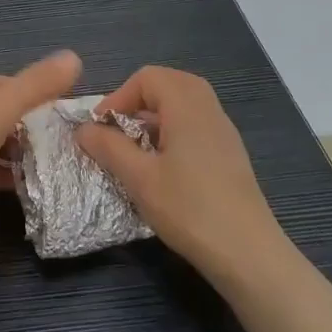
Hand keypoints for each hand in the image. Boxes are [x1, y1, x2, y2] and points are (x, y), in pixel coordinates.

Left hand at [0, 51, 81, 234]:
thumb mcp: (2, 108)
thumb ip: (38, 85)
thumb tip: (75, 55)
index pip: (19, 87)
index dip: (47, 102)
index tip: (75, 127)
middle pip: (7, 115)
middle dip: (35, 132)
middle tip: (70, 155)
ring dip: (19, 156)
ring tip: (54, 174)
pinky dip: (0, 175)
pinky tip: (22, 190)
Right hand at [77, 66, 285, 289]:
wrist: (248, 254)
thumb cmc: (189, 209)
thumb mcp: (139, 178)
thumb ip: (108, 147)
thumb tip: (83, 129)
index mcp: (187, 106)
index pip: (148, 77)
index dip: (118, 96)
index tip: (102, 128)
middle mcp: (209, 110)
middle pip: (169, 83)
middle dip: (138, 101)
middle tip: (119, 130)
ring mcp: (224, 132)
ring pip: (185, 103)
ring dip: (155, 116)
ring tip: (137, 148)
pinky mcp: (230, 155)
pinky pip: (197, 124)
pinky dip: (174, 130)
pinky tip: (163, 166)